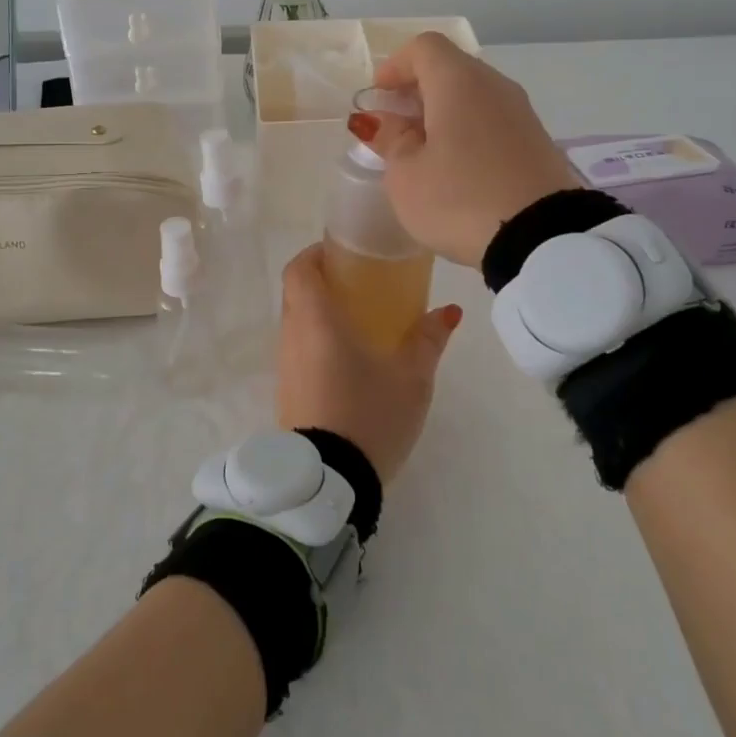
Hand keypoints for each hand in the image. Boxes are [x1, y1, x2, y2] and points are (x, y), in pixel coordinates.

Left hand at [275, 244, 461, 484]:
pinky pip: (299, 351)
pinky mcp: (288, 393)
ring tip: (361, 321)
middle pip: (297, 293)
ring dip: (321, 314)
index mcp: (316, 319)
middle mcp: (292, 336)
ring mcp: (285, 367)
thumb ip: (429, 338)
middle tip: (362, 285)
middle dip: (325, 282)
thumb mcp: (411, 376)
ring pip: (297, 323)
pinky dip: (318, 342)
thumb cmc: (369, 414)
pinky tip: (350, 361)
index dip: (316, 254)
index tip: (344, 255)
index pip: (299, 268)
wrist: (330, 482)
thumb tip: (450, 311)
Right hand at [353, 33, 576, 266]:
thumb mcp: (407, 175)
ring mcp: (521, 113)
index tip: (378, 96)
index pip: (424, 47)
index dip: (394, 65)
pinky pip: (492, 120)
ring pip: (473, 95)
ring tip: (421, 150)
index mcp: (458, 82)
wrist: (541, 239)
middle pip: (450, 68)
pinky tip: (455, 167)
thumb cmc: (459, 199)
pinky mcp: (536, 141)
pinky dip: (467, 130)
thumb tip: (382, 120)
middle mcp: (494, 86)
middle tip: (393, 123)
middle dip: (417, 89)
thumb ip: (391, 140)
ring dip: (443, 112)